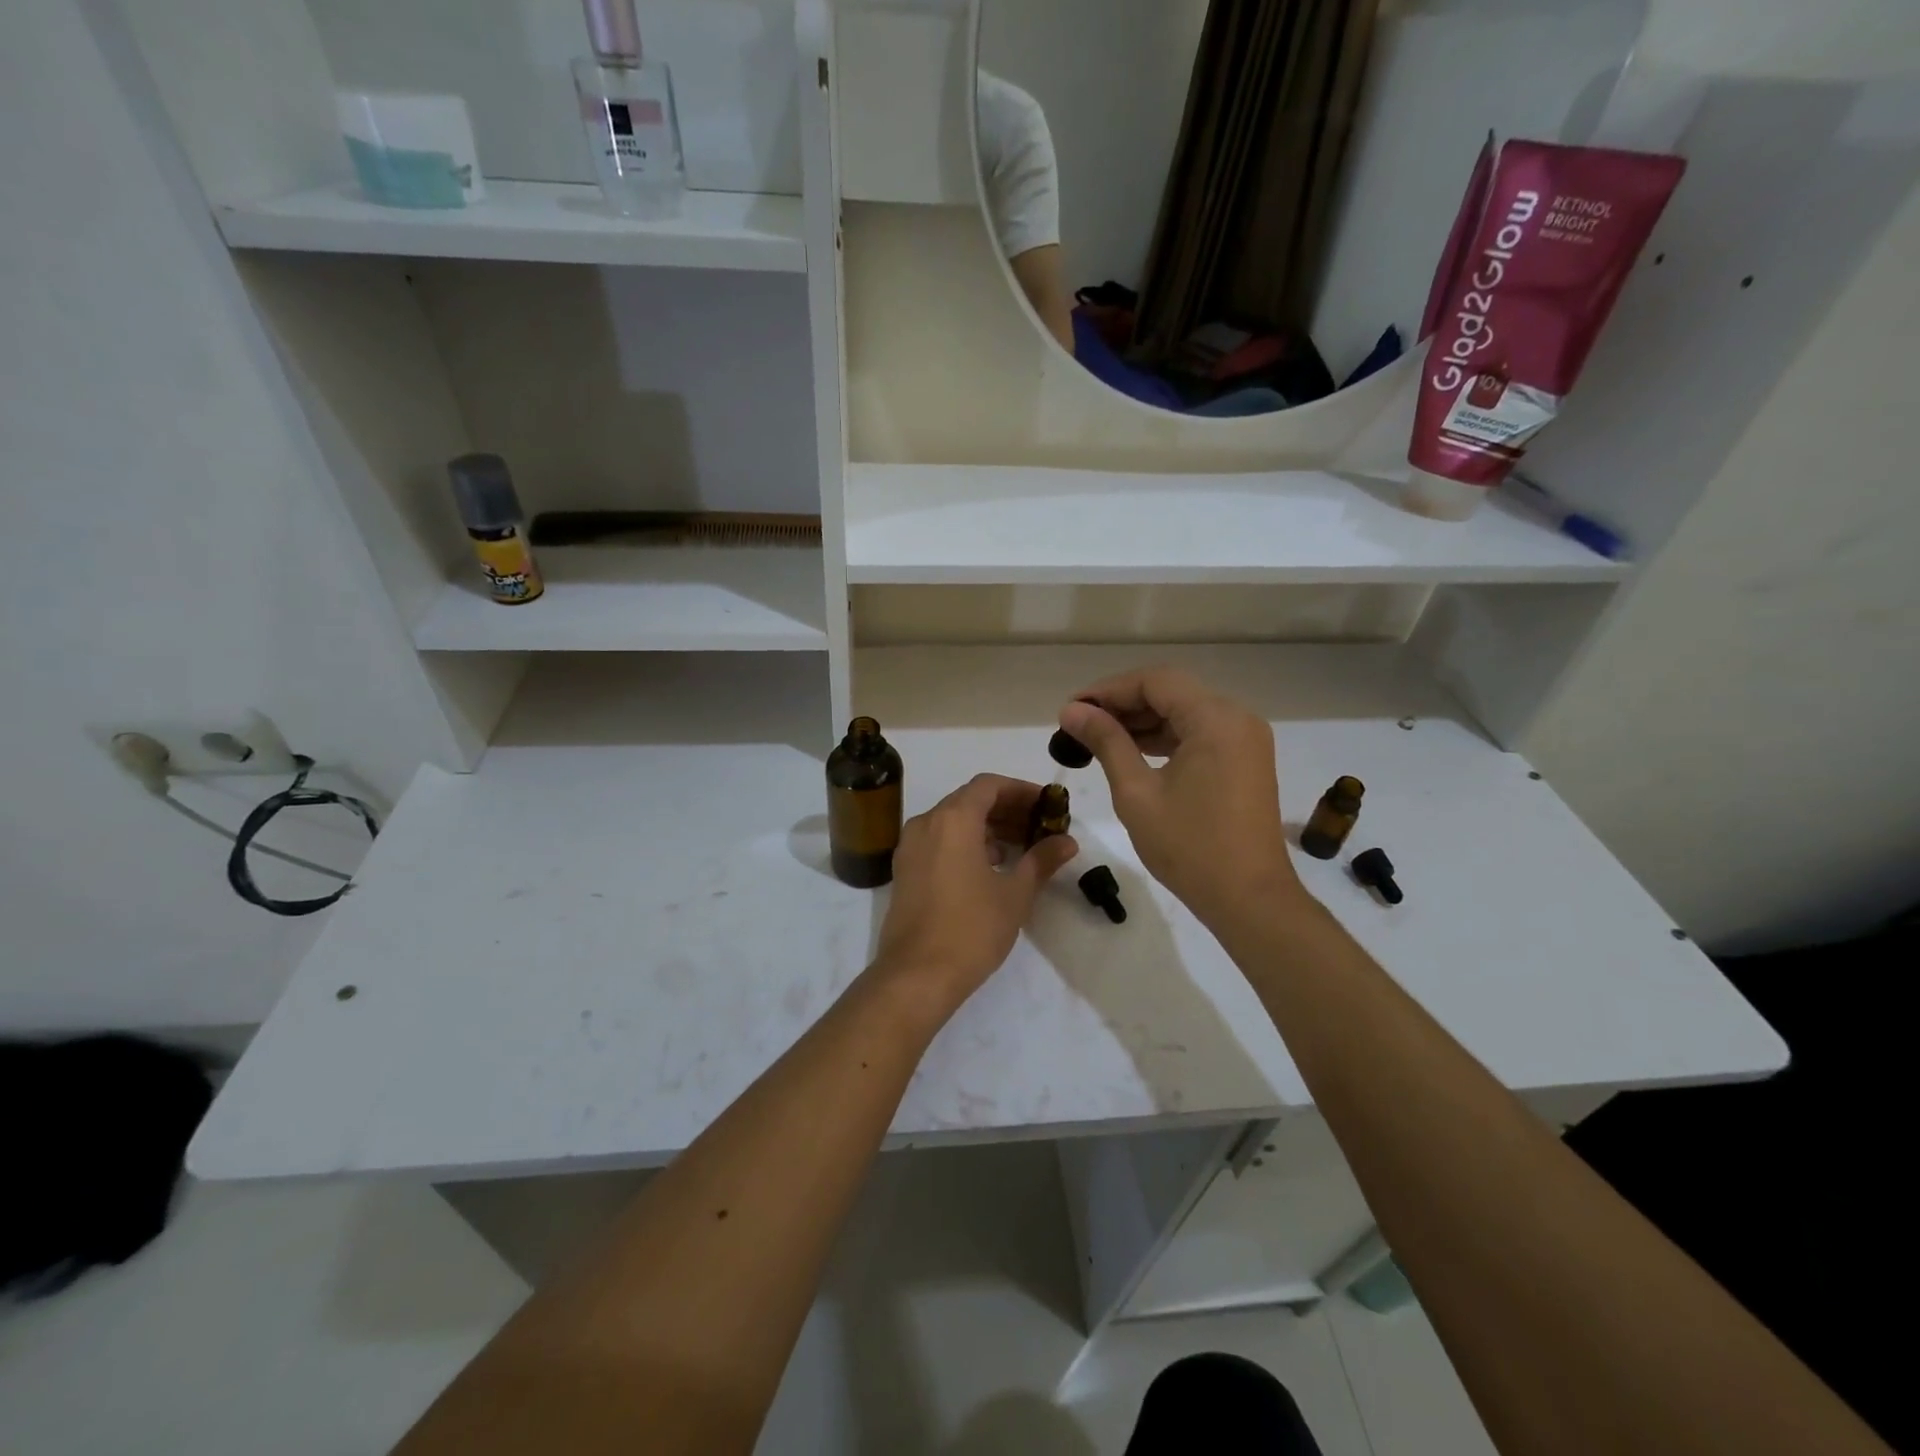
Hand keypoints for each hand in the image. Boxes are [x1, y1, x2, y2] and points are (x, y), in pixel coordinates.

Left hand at [871, 774, 1078, 1013]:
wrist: (916, 975)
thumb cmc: (971, 929)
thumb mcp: (1015, 894)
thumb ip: (1041, 860)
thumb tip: (1067, 841)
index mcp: (953, 820)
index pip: (989, 785)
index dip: (1021, 790)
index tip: (1047, 806)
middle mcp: (926, 823)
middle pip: (970, 800)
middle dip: (1007, 809)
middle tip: (1039, 827)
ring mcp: (910, 847)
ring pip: (952, 821)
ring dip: (987, 827)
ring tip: (1020, 848)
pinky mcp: (904, 870)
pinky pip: (938, 841)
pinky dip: (965, 843)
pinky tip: (990, 866)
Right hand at [1060, 666, 1302, 930]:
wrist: (1250, 899)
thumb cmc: (1189, 847)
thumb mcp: (1136, 792)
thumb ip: (1106, 742)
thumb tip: (1072, 711)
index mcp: (1216, 719)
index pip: (1155, 681)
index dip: (1108, 690)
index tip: (1072, 709)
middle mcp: (1237, 718)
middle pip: (1171, 692)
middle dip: (1123, 704)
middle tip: (1079, 724)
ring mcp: (1245, 740)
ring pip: (1185, 712)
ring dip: (1142, 721)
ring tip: (1097, 738)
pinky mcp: (1245, 761)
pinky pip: (1199, 734)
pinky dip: (1165, 739)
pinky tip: (1132, 752)